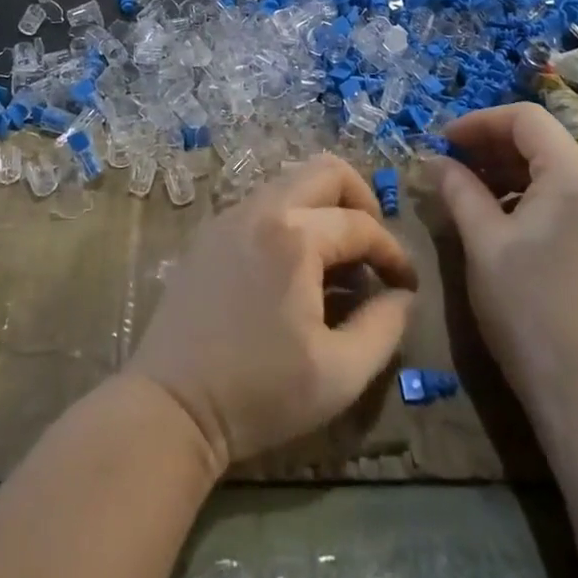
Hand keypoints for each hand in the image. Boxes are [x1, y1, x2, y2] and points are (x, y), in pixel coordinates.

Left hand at [129, 154, 417, 468]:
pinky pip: (263, 204)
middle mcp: (262, 209)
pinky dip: (291, 218)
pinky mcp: (209, 233)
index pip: (362, 224)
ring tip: (336, 261)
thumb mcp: (340, 374)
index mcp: (295, 237)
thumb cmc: (259, 393)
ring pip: (291, 182)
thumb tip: (402, 296)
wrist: (171, 406)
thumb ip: (384, 328)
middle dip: (361, 201)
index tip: (406, 285)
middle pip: (326, 171)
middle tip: (372, 247)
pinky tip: (294, 267)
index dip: (393, 253)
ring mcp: (229, 216)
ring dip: (324, 208)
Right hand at [433, 103, 577, 400]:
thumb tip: (433, 160)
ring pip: (551, 167)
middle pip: (541, 140)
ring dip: (506, 168)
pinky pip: (562, 195)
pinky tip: (496, 215)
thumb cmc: (527, 307)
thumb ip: (458, 189)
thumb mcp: (483, 241)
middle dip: (490, 144)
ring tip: (465, 188)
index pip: (525, 119)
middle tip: (449, 163)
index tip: (442, 142)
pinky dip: (526, 192)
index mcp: (574, 177)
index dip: (479, 122)